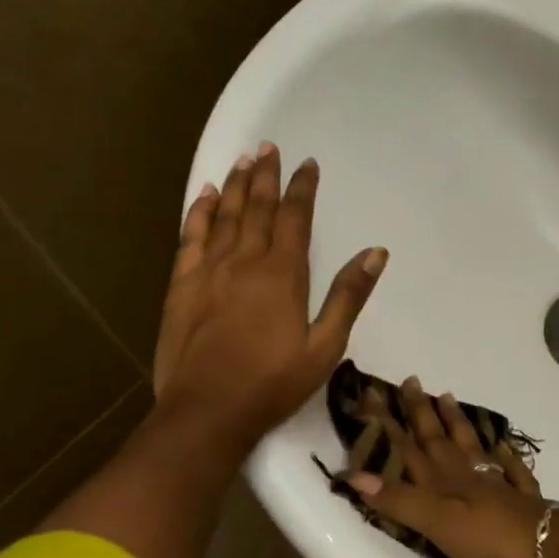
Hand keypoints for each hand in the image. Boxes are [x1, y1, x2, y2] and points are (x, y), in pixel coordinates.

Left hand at [153, 142, 386, 453]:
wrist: (207, 411)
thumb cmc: (272, 383)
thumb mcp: (324, 346)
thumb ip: (348, 296)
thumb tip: (376, 252)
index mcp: (283, 274)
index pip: (295, 217)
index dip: (303, 188)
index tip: (308, 163)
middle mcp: (245, 260)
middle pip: (258, 207)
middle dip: (266, 175)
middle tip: (269, 146)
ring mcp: (209, 270)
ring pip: (225, 215)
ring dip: (236, 185)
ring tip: (243, 159)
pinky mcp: (182, 285)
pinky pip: (191, 237)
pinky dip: (200, 212)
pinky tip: (206, 196)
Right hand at [349, 378, 549, 557]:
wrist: (552, 549)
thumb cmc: (490, 539)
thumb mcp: (438, 524)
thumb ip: (400, 500)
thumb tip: (356, 475)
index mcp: (444, 482)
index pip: (409, 447)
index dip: (389, 423)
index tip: (374, 392)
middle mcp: (468, 476)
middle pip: (439, 439)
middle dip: (421, 412)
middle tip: (412, 381)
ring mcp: (498, 485)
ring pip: (472, 446)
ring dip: (458, 423)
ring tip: (448, 397)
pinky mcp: (523, 500)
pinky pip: (512, 470)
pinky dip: (506, 455)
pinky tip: (505, 446)